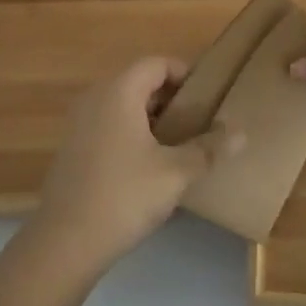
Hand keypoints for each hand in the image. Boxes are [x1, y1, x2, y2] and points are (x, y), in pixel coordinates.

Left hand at [29, 56, 240, 275]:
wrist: (65, 241)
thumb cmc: (124, 196)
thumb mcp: (175, 173)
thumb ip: (208, 149)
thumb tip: (241, 134)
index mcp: (119, 91)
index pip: (157, 64)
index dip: (185, 74)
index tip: (209, 97)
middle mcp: (96, 97)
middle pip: (140, 82)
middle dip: (171, 99)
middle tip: (199, 122)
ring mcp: (80, 122)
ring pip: (124, 105)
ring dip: (152, 118)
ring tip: (180, 144)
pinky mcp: (73, 147)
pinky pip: (109, 125)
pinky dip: (132, 133)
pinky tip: (149, 165)